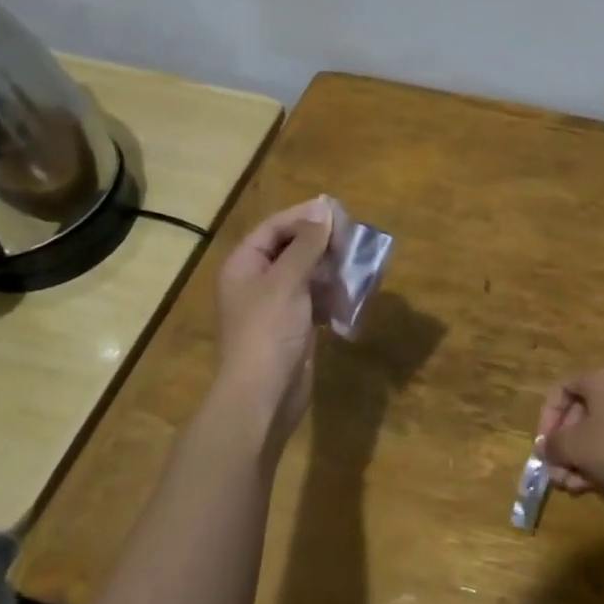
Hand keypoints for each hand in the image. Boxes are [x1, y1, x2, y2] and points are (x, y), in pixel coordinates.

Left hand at [215, 197, 332, 438]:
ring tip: (359, 264)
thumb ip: (307, 244)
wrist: (263, 395)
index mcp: (244, 265)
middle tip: (354, 238)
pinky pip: (314, 300)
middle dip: (322, 244)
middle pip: (291, 249)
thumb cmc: (269, 331)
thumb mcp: (287, 281)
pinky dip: (332, 295)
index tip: (338, 212)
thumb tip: (323, 207)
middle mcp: (256, 281)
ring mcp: (274, 306)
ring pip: (306, 275)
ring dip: (331, 269)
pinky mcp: (292, 327)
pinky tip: (354, 293)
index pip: (274, 228)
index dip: (305, 217)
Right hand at [536, 366, 603, 515]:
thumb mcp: (576, 446)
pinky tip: (592, 486)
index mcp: (599, 379)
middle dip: (563, 448)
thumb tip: (544, 446)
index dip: (546, 419)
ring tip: (573, 487)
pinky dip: (599, 462)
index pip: (560, 390)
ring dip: (578, 460)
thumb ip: (553, 444)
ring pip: (595, 433)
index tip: (544, 447)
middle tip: (557, 475)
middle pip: (577, 415)